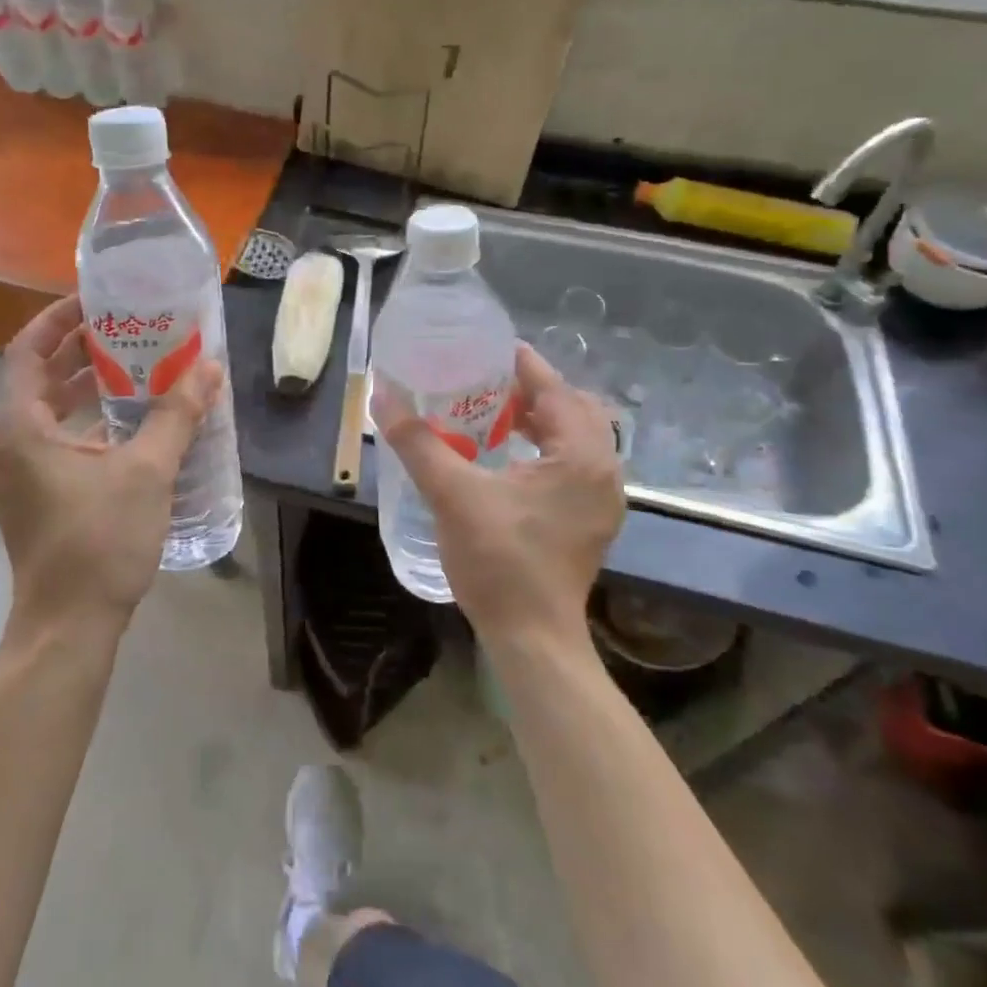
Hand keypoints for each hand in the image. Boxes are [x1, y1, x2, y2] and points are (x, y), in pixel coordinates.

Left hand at [0, 295, 222, 640]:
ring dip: (87, 385)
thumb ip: (177, 416)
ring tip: (136, 364)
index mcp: (21, 426)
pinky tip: (131, 420)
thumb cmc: (99, 541)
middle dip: (81, 349)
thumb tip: (209, 368)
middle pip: (39, 376)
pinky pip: (58, 437)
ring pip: (49, 409)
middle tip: (128, 327)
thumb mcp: (146, 471)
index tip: (98, 300)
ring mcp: (20, 471)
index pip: (29, 349)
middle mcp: (10, 441)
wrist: (69, 626)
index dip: (60, 318)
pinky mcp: (36, 493)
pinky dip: (88, 419)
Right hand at [374, 343, 623, 645]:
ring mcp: (602, 499)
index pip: (555, 390)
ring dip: (540, 419)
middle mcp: (604, 471)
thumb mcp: (452, 495)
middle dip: (532, 391)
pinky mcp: (591, 520)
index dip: (522, 364)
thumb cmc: (499, 562)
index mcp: (581, 456)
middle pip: (572, 409)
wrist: (532, 639)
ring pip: (576, 438)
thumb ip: (417, 442)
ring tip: (494, 412)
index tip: (488, 348)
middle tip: (486, 382)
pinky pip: (573, 464)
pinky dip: (546, 448)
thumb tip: (382, 395)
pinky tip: (509, 456)